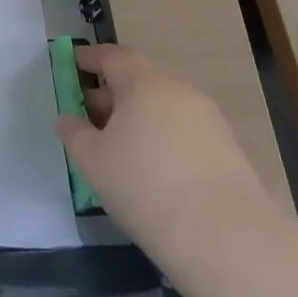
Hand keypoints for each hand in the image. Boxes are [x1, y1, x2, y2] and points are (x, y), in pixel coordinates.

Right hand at [55, 44, 279, 270]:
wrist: (228, 240)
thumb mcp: (93, 161)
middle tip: (90, 115)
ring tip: (120, 148)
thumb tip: (68, 119)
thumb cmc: (145, 186)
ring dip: (139, 119)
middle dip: (112, 93)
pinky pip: (184, 132)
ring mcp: (209, 120)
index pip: (111, 56)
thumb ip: (74, 133)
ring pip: (164, 108)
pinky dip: (163, 139)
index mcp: (143, 83)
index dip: (89, 59)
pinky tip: (154, 171)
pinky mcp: (229, 151)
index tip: (72, 64)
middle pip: (139, 81)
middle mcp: (178, 91)